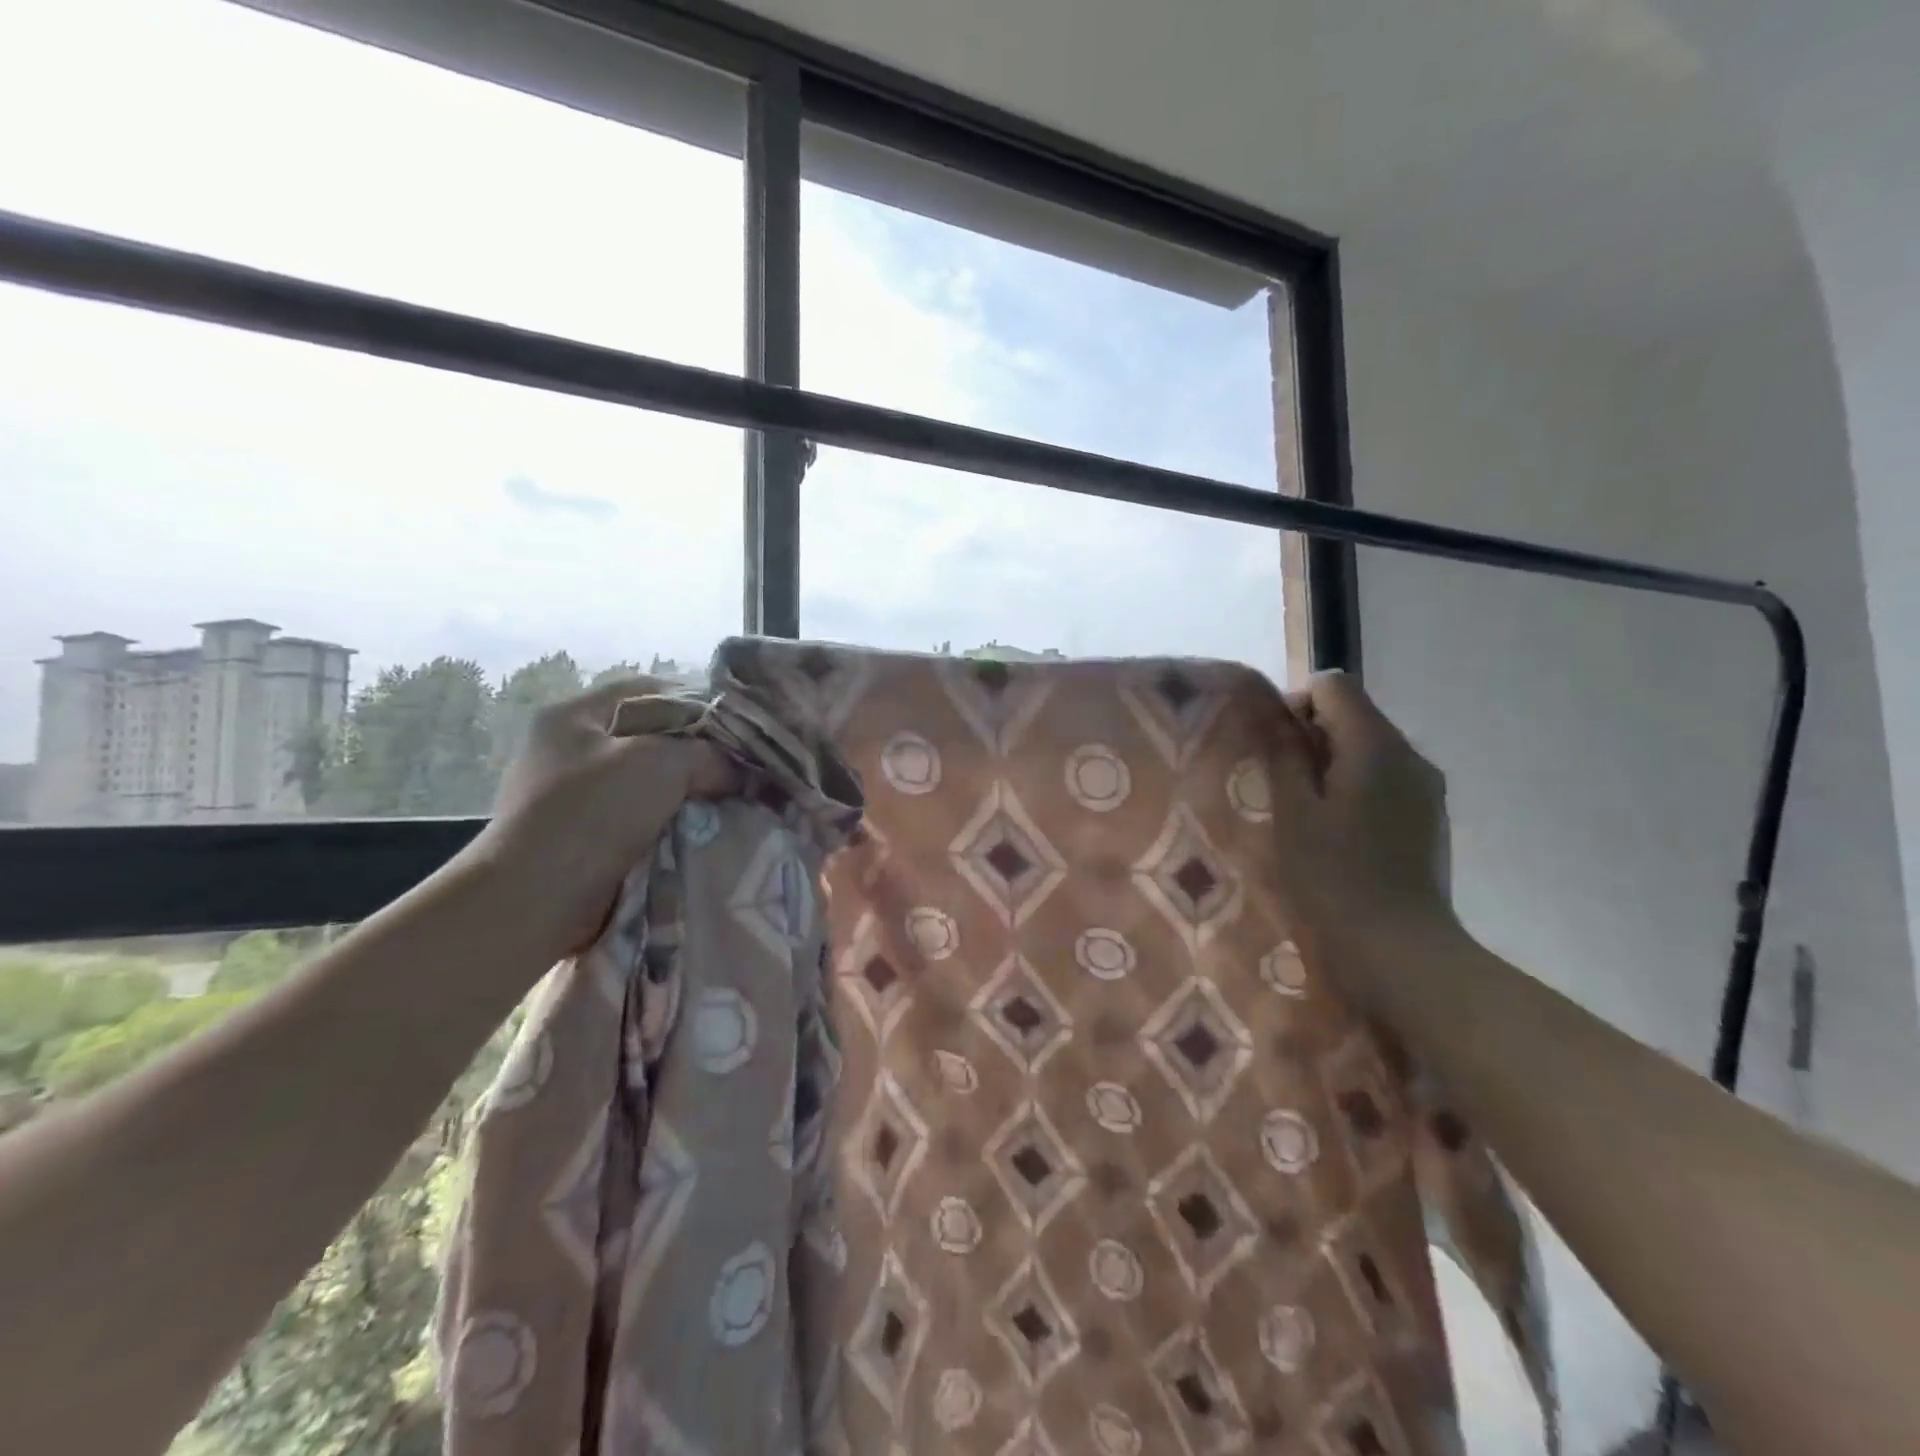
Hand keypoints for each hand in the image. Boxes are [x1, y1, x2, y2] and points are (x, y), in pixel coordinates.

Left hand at [466, 677, 737, 959]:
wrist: (537, 900)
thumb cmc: (593, 812)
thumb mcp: (662, 763)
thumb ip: (709, 755)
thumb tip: (740, 772)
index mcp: (574, 715)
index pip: (648, 690)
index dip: (698, 702)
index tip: (739, 728)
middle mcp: (570, 750)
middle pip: (651, 737)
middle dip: (697, 753)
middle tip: (740, 767)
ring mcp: (574, 796)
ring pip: (650, 781)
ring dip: (688, 793)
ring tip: (730, 800)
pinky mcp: (585, 837)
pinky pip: (642, 818)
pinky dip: (672, 822)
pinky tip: (704, 829)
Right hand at [1270, 671, 1459, 988]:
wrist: (1401, 950)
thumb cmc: (1333, 877)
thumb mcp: (1292, 812)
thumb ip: (1283, 754)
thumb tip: (1274, 713)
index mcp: (1375, 745)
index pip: (1334, 685)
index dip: (1296, 703)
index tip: (1273, 748)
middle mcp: (1410, 755)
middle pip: (1355, 715)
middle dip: (1312, 736)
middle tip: (1280, 784)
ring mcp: (1427, 788)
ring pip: (1370, 749)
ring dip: (1333, 764)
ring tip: (1307, 812)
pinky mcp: (1430, 818)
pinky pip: (1387, 779)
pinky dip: (1357, 788)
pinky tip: (1339, 834)